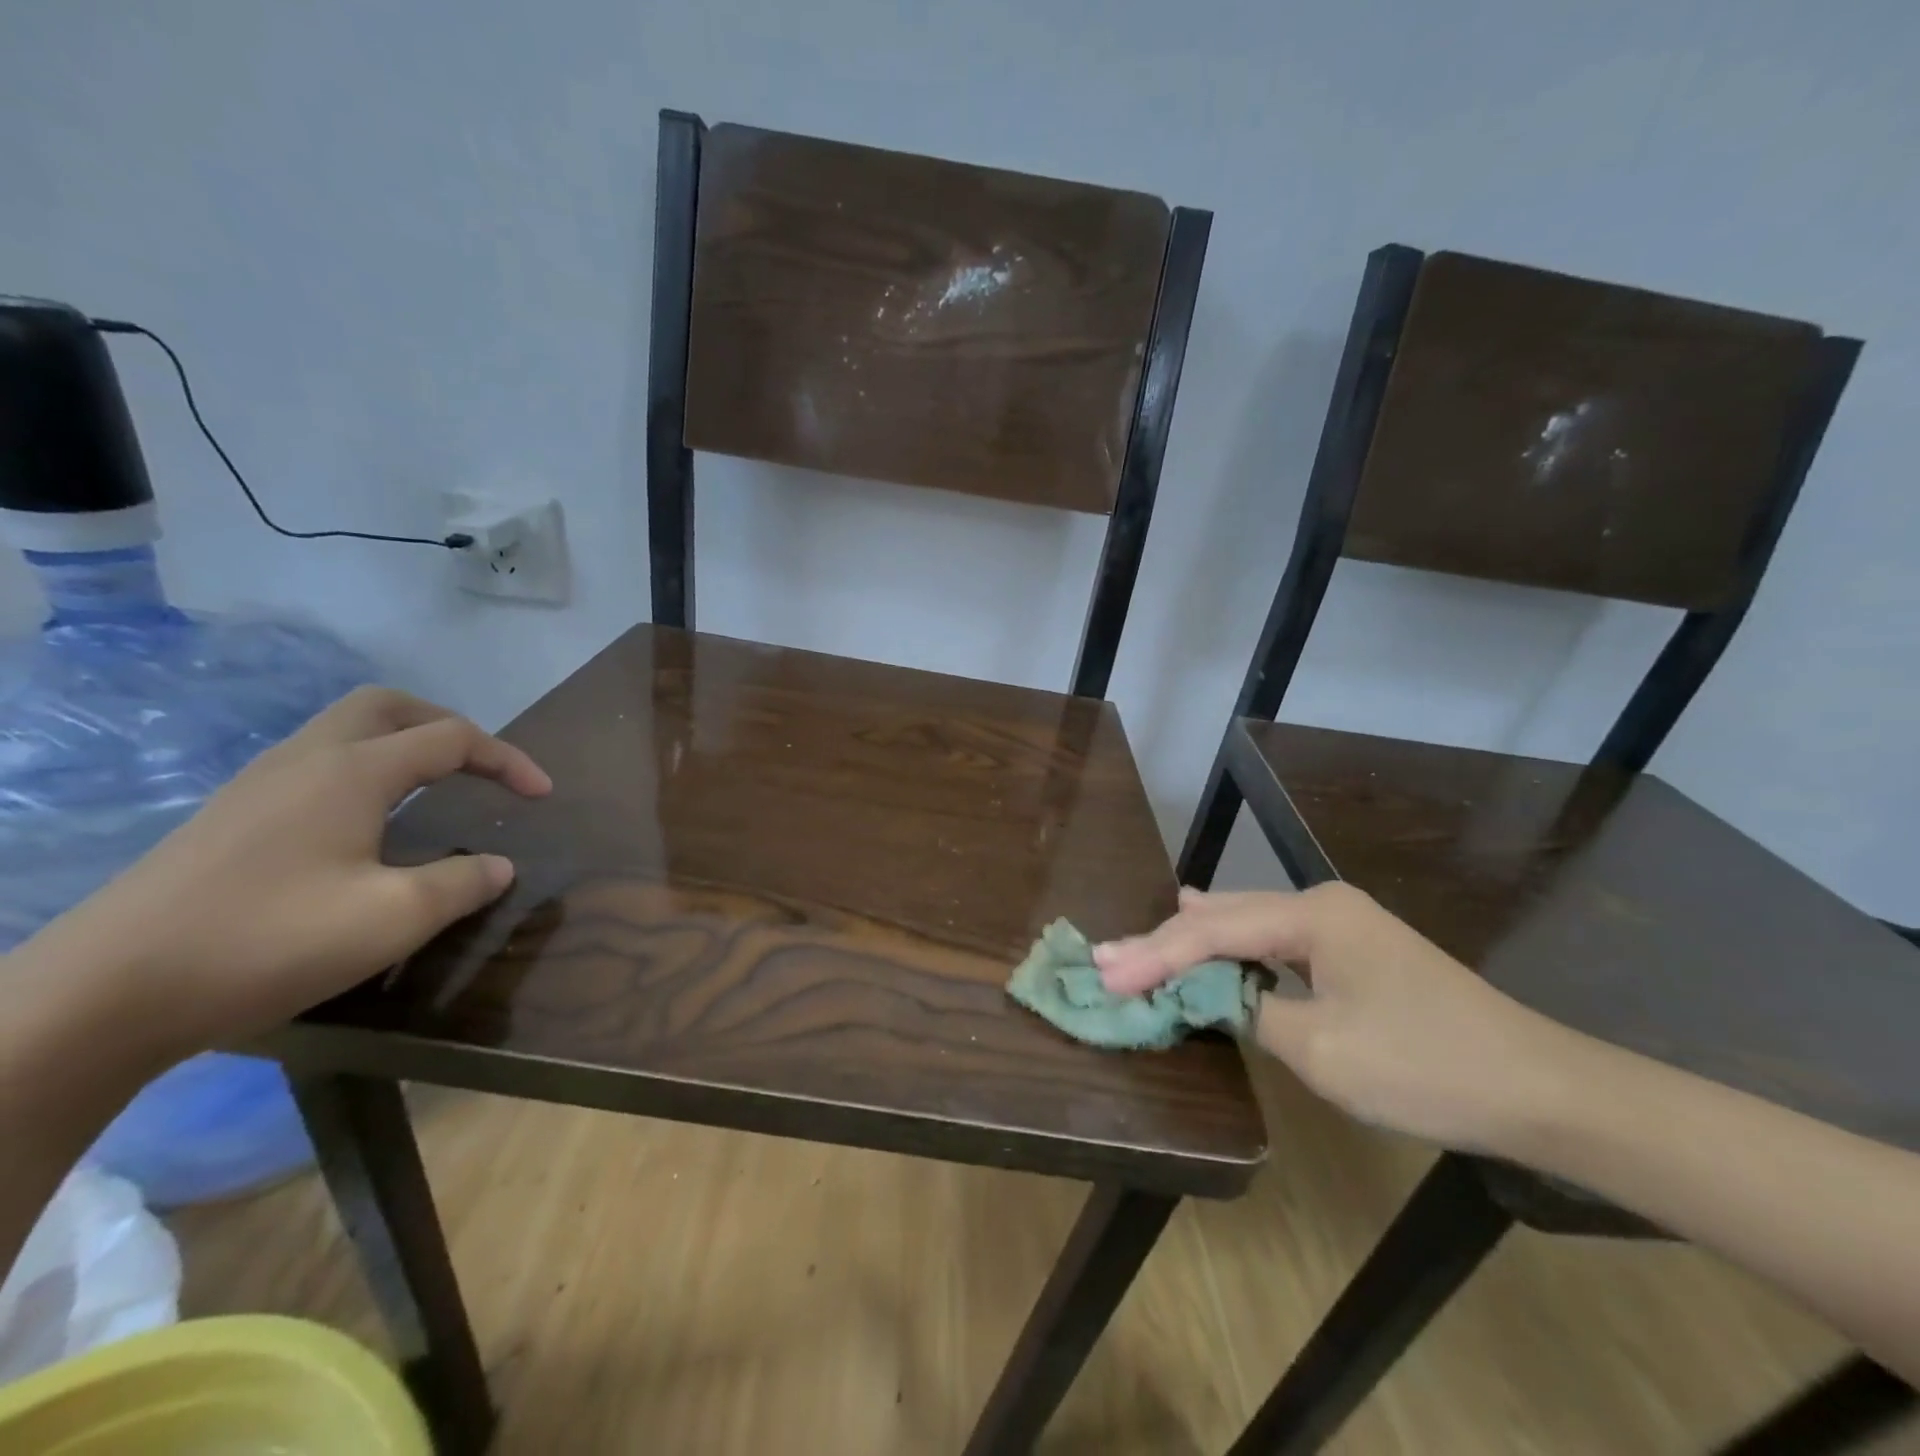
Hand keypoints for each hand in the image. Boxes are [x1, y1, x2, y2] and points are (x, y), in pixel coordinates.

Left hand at [24, 687, 550, 1062]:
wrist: (101, 995)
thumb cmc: (267, 941)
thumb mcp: (394, 918)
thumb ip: (462, 884)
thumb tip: (499, 866)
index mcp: (353, 771)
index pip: (451, 738)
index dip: (507, 760)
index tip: (543, 795)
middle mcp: (306, 760)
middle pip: (387, 706)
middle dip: (447, 723)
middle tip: (480, 764)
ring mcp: (259, 786)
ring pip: (344, 731)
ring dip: (402, 743)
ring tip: (435, 787)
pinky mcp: (229, 817)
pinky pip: (316, 764)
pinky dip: (365, 770)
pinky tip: (368, 823)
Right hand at [1093, 884, 1577, 1152]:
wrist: (1541, 1089)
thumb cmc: (1425, 1066)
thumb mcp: (1321, 1048)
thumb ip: (1249, 1010)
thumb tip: (1209, 995)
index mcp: (1312, 915)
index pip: (1211, 933)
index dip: (1154, 956)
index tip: (1104, 974)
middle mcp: (1321, 905)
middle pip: (1225, 919)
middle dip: (1165, 943)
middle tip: (1107, 957)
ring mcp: (1341, 925)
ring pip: (1248, 926)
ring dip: (1195, 941)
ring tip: (1142, 940)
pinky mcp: (1353, 951)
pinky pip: (1274, 942)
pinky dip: (1233, 947)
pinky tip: (1208, 927)